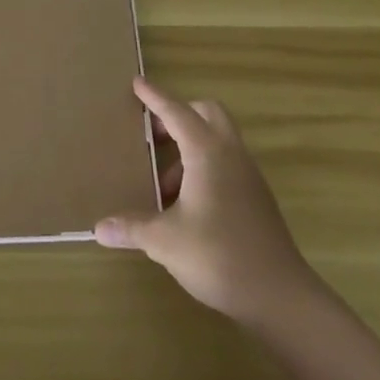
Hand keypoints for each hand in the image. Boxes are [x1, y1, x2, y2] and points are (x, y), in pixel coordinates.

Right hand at [95, 78, 320, 328]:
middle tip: (151, 136)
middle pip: (207, 114)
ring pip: (217, 140)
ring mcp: (248, 176)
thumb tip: (99, 228)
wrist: (279, 295)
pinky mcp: (256, 198)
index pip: (177, 112)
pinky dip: (202, 168)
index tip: (137, 83)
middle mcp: (231, 155)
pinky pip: (225, 164)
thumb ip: (132, 228)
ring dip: (189, 149)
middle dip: (178, 115)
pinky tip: (184, 205)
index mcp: (208, 153)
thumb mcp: (165, 241)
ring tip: (161, 185)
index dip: (155, 97)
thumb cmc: (218, 255)